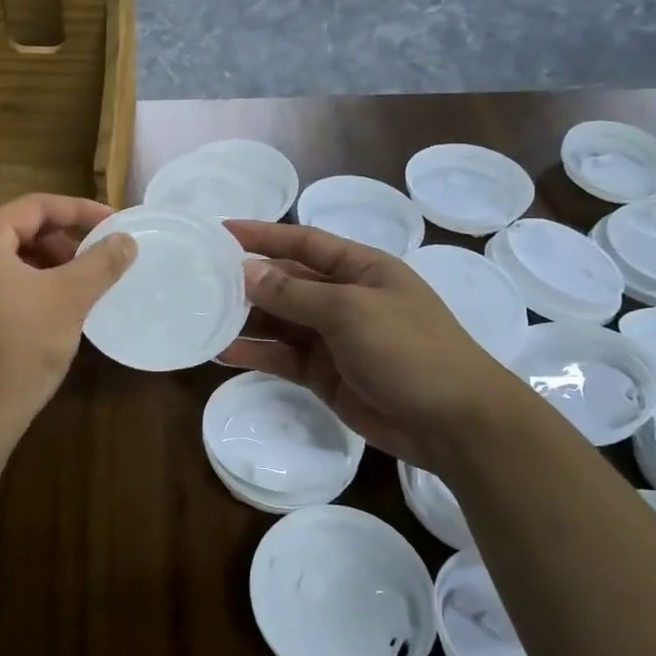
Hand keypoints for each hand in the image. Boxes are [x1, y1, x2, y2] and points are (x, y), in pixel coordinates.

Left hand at [0, 195, 135, 449]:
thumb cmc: (18, 350)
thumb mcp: (68, 300)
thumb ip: (101, 263)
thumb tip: (126, 240)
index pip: (34, 206)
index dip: (79, 211)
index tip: (113, 224)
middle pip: (14, 227)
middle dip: (59, 237)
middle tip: (92, 255)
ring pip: (2, 256)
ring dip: (41, 260)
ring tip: (73, 283)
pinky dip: (23, 282)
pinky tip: (47, 307)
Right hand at [219, 221, 518, 463]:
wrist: (456, 424)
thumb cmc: (410, 349)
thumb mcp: (350, 311)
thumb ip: (294, 292)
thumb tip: (246, 271)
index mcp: (360, 268)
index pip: (303, 242)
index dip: (263, 234)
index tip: (221, 231)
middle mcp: (343, 298)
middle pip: (286, 281)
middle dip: (247, 281)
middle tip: (200, 280)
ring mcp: (333, 338)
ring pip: (279, 321)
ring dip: (245, 319)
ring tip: (202, 317)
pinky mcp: (324, 375)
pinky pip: (282, 357)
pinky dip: (255, 354)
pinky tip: (223, 353)